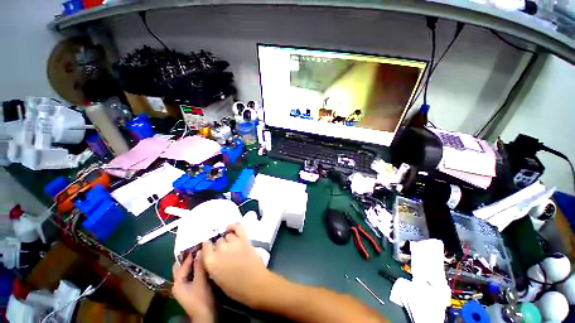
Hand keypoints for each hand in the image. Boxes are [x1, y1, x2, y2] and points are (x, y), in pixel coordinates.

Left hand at [172, 251, 214, 322]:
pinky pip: (189, 281)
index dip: (189, 256)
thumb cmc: (202, 300)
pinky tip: (201, 274)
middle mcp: (176, 286)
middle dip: (186, 262)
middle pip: (180, 270)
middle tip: (196, 253)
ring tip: (200, 261)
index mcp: (177, 282)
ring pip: (185, 276)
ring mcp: (182, 292)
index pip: (182, 265)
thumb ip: (199, 268)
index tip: (197, 247)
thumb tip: (199, 253)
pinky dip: (193, 275)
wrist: (206, 318)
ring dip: (191, 269)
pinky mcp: (188, 295)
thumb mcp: (201, 283)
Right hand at [202, 223, 272, 307]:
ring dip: (229, 241)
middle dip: (220, 247)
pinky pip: (238, 227)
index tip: (212, 252)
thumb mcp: (217, 280)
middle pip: (216, 242)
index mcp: (209, 261)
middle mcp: (218, 249)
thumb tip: (211, 259)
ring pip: (227, 236)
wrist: (257, 287)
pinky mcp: (244, 241)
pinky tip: (232, 228)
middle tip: (226, 255)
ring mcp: (232, 243)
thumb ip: (212, 266)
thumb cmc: (237, 290)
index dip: (208, 249)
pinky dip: (234, 226)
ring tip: (233, 248)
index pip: (204, 246)